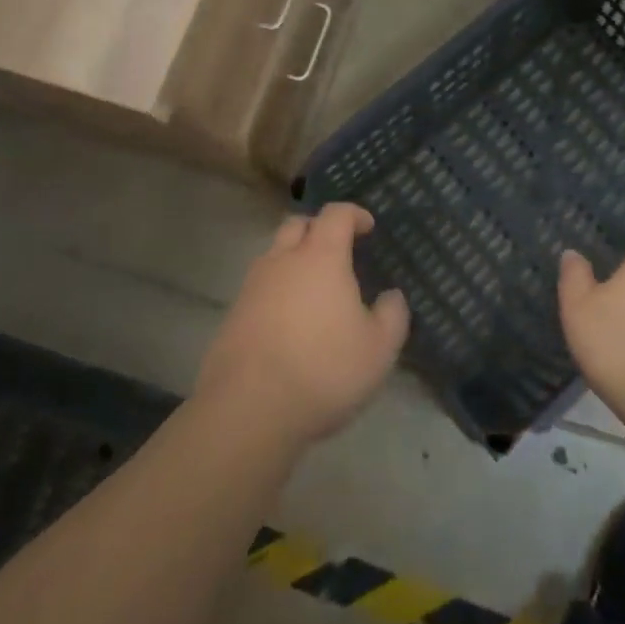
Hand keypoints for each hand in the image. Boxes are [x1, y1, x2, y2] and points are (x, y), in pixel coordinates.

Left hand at [197, 203, 408, 446]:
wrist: (249, 409)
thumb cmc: (324, 369)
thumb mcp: (379, 349)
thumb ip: (392, 315)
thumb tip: (392, 296)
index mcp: (321, 257)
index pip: (335, 214)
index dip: (354, 214)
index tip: (367, 227)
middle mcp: (283, 260)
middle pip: (297, 225)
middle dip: (319, 229)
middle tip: (338, 250)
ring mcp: (252, 286)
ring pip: (274, 255)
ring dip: (294, 260)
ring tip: (315, 290)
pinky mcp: (233, 315)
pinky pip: (259, 287)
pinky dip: (277, 291)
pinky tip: (290, 322)